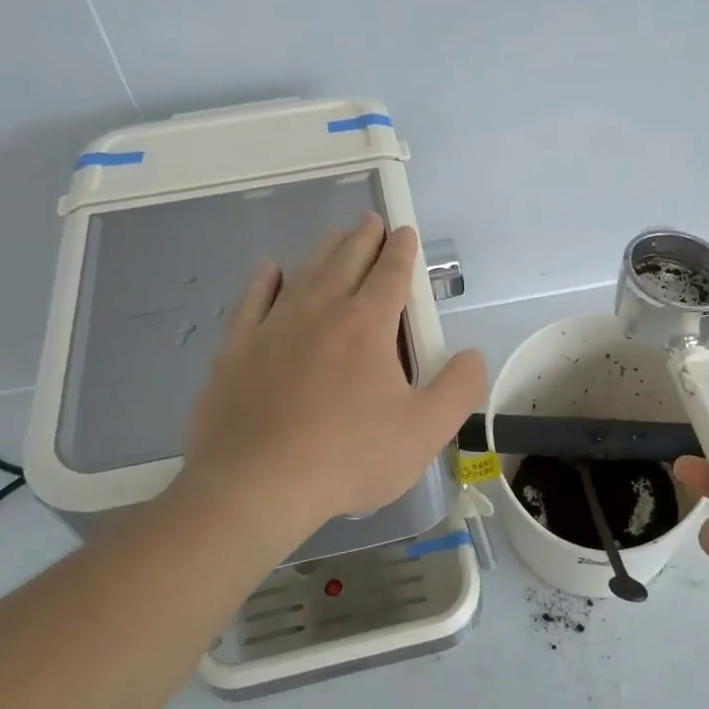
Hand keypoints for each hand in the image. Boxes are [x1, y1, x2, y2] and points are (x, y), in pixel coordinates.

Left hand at [182, 215, 486, 531]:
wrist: (256, 486)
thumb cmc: (348, 458)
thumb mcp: (425, 431)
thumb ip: (459, 388)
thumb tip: (472, 354)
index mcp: (367, 324)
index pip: (391, 272)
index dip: (402, 249)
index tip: (405, 232)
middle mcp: (321, 310)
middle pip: (347, 259)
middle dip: (365, 237)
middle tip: (372, 222)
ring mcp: (274, 325)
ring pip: (304, 271)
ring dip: (324, 249)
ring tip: (335, 236)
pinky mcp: (237, 346)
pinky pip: (253, 298)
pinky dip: (265, 278)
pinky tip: (270, 268)